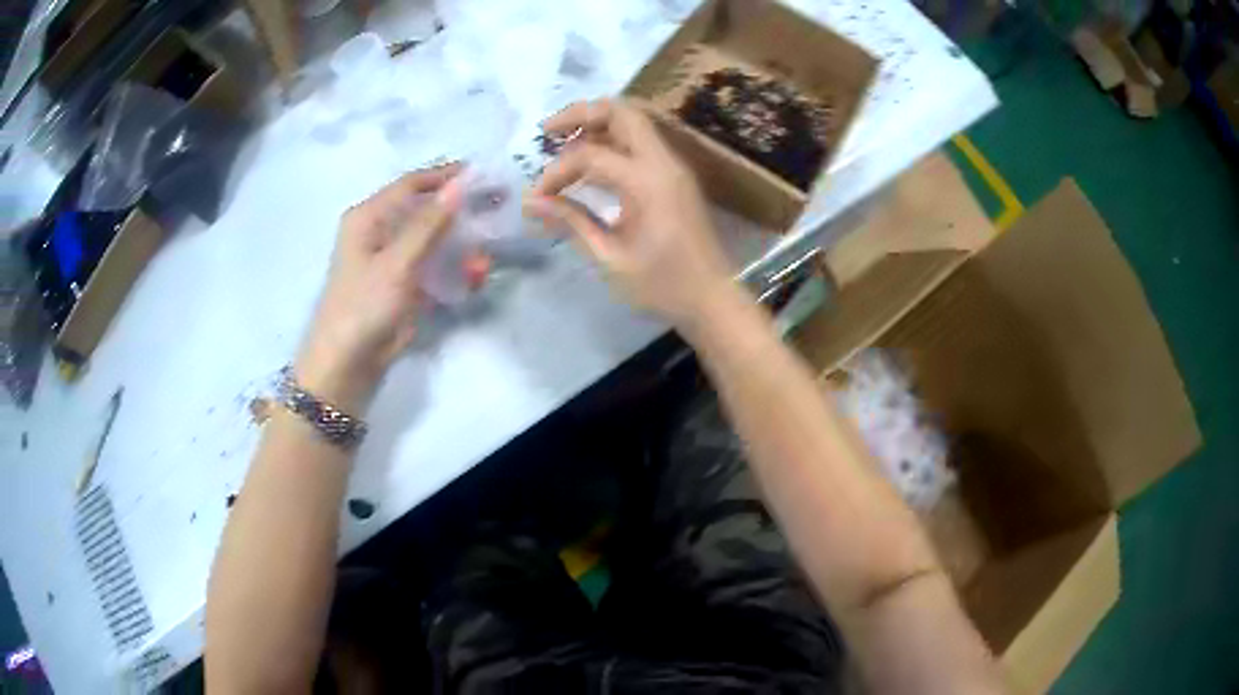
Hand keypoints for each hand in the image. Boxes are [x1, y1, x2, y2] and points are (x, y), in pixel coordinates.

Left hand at [296, 164, 463, 412]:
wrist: (347, 365)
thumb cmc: (363, 306)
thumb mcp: (397, 262)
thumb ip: (430, 223)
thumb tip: (461, 185)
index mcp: (369, 217)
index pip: (412, 184)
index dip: (447, 176)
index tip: (485, 175)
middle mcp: (380, 232)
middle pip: (427, 210)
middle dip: (462, 213)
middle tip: (498, 209)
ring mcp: (393, 260)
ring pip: (436, 240)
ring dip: (462, 246)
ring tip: (484, 260)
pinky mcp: (404, 284)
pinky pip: (436, 266)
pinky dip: (455, 269)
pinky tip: (473, 278)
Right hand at [524, 99, 738, 328]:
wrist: (712, 298)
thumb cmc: (662, 285)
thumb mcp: (610, 258)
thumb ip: (572, 223)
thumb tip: (533, 202)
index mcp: (648, 181)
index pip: (591, 155)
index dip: (557, 171)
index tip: (538, 197)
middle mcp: (663, 162)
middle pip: (621, 112)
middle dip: (580, 114)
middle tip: (547, 133)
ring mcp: (672, 167)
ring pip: (633, 123)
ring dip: (596, 126)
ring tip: (562, 147)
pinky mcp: (673, 177)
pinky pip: (640, 144)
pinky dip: (611, 143)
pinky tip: (589, 168)